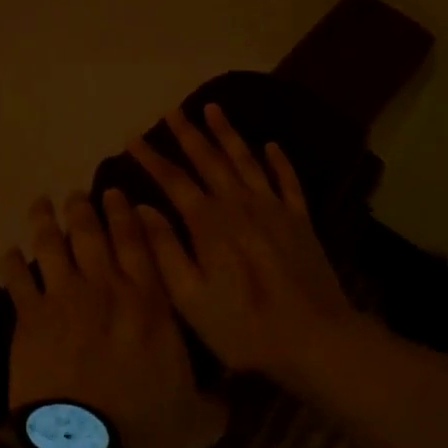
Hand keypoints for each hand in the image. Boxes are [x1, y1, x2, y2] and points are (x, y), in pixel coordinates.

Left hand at [0, 190, 227, 447]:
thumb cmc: (145, 433)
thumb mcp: (200, 421)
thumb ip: (215, 399)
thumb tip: (230, 390)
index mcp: (151, 304)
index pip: (140, 244)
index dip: (127, 215)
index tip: (118, 194)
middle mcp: (107, 290)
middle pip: (92, 234)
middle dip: (85, 208)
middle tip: (78, 193)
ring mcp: (64, 300)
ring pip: (53, 246)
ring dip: (46, 222)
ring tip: (42, 204)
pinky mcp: (29, 320)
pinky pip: (19, 281)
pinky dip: (14, 263)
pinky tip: (10, 250)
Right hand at [129, 105, 369, 392]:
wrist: (314, 339)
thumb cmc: (243, 326)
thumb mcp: (189, 298)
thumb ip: (165, 249)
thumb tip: (142, 207)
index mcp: (209, 223)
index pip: (174, 180)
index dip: (152, 158)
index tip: (132, 138)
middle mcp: (240, 205)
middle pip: (210, 160)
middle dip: (189, 134)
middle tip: (172, 111)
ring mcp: (275, 209)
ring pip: (247, 160)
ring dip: (228, 134)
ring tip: (214, 109)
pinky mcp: (301, 220)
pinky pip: (288, 180)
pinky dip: (279, 160)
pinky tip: (271, 144)